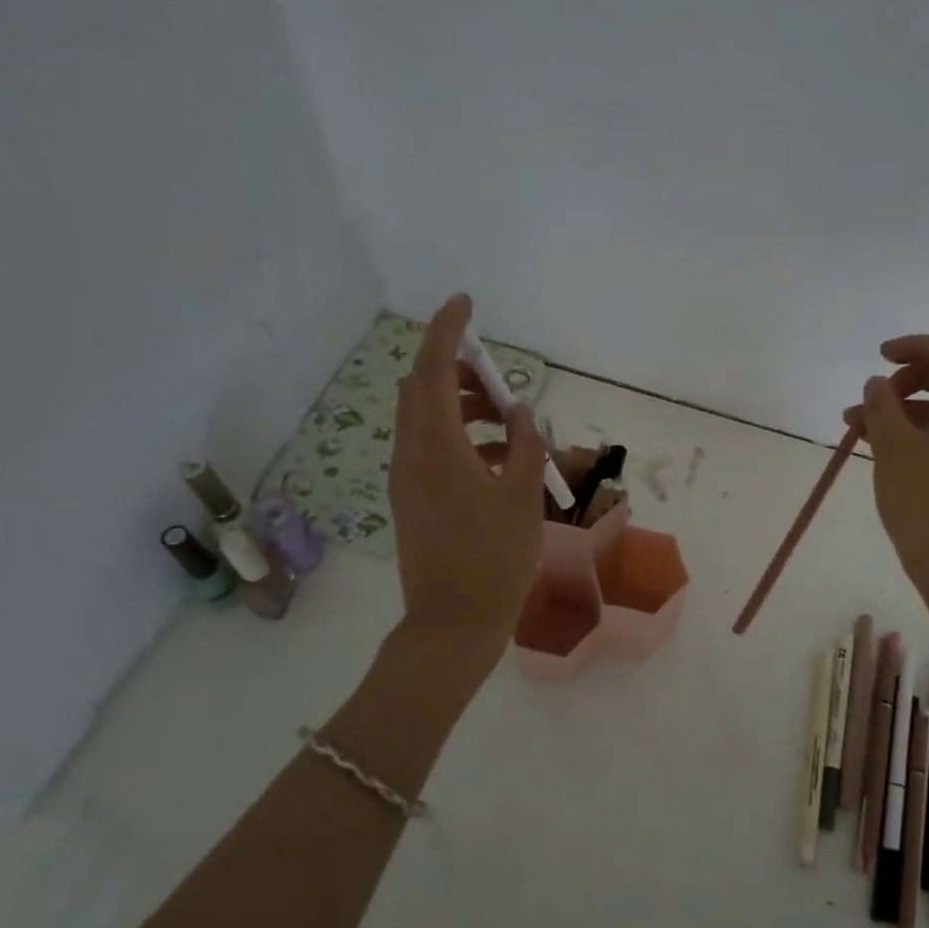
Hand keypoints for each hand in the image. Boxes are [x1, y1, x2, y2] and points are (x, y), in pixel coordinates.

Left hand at [389, 295, 546, 672]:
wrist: (453, 624)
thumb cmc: (495, 559)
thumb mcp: (522, 496)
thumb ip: (523, 443)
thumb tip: (517, 409)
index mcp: (436, 448)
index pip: (431, 370)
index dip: (446, 330)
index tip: (465, 303)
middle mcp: (410, 456)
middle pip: (422, 390)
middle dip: (458, 371)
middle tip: (498, 380)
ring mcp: (406, 479)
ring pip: (426, 420)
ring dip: (462, 407)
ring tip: (508, 423)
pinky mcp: (410, 499)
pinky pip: (430, 449)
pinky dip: (460, 438)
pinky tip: (498, 459)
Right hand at [844, 334, 928, 600]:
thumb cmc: (927, 502)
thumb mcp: (894, 447)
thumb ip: (881, 405)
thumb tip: (876, 384)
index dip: (914, 347)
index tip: (878, 357)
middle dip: (903, 382)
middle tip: (869, 398)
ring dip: (900, 412)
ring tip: (855, 428)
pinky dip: (912, 435)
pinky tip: (878, 449)